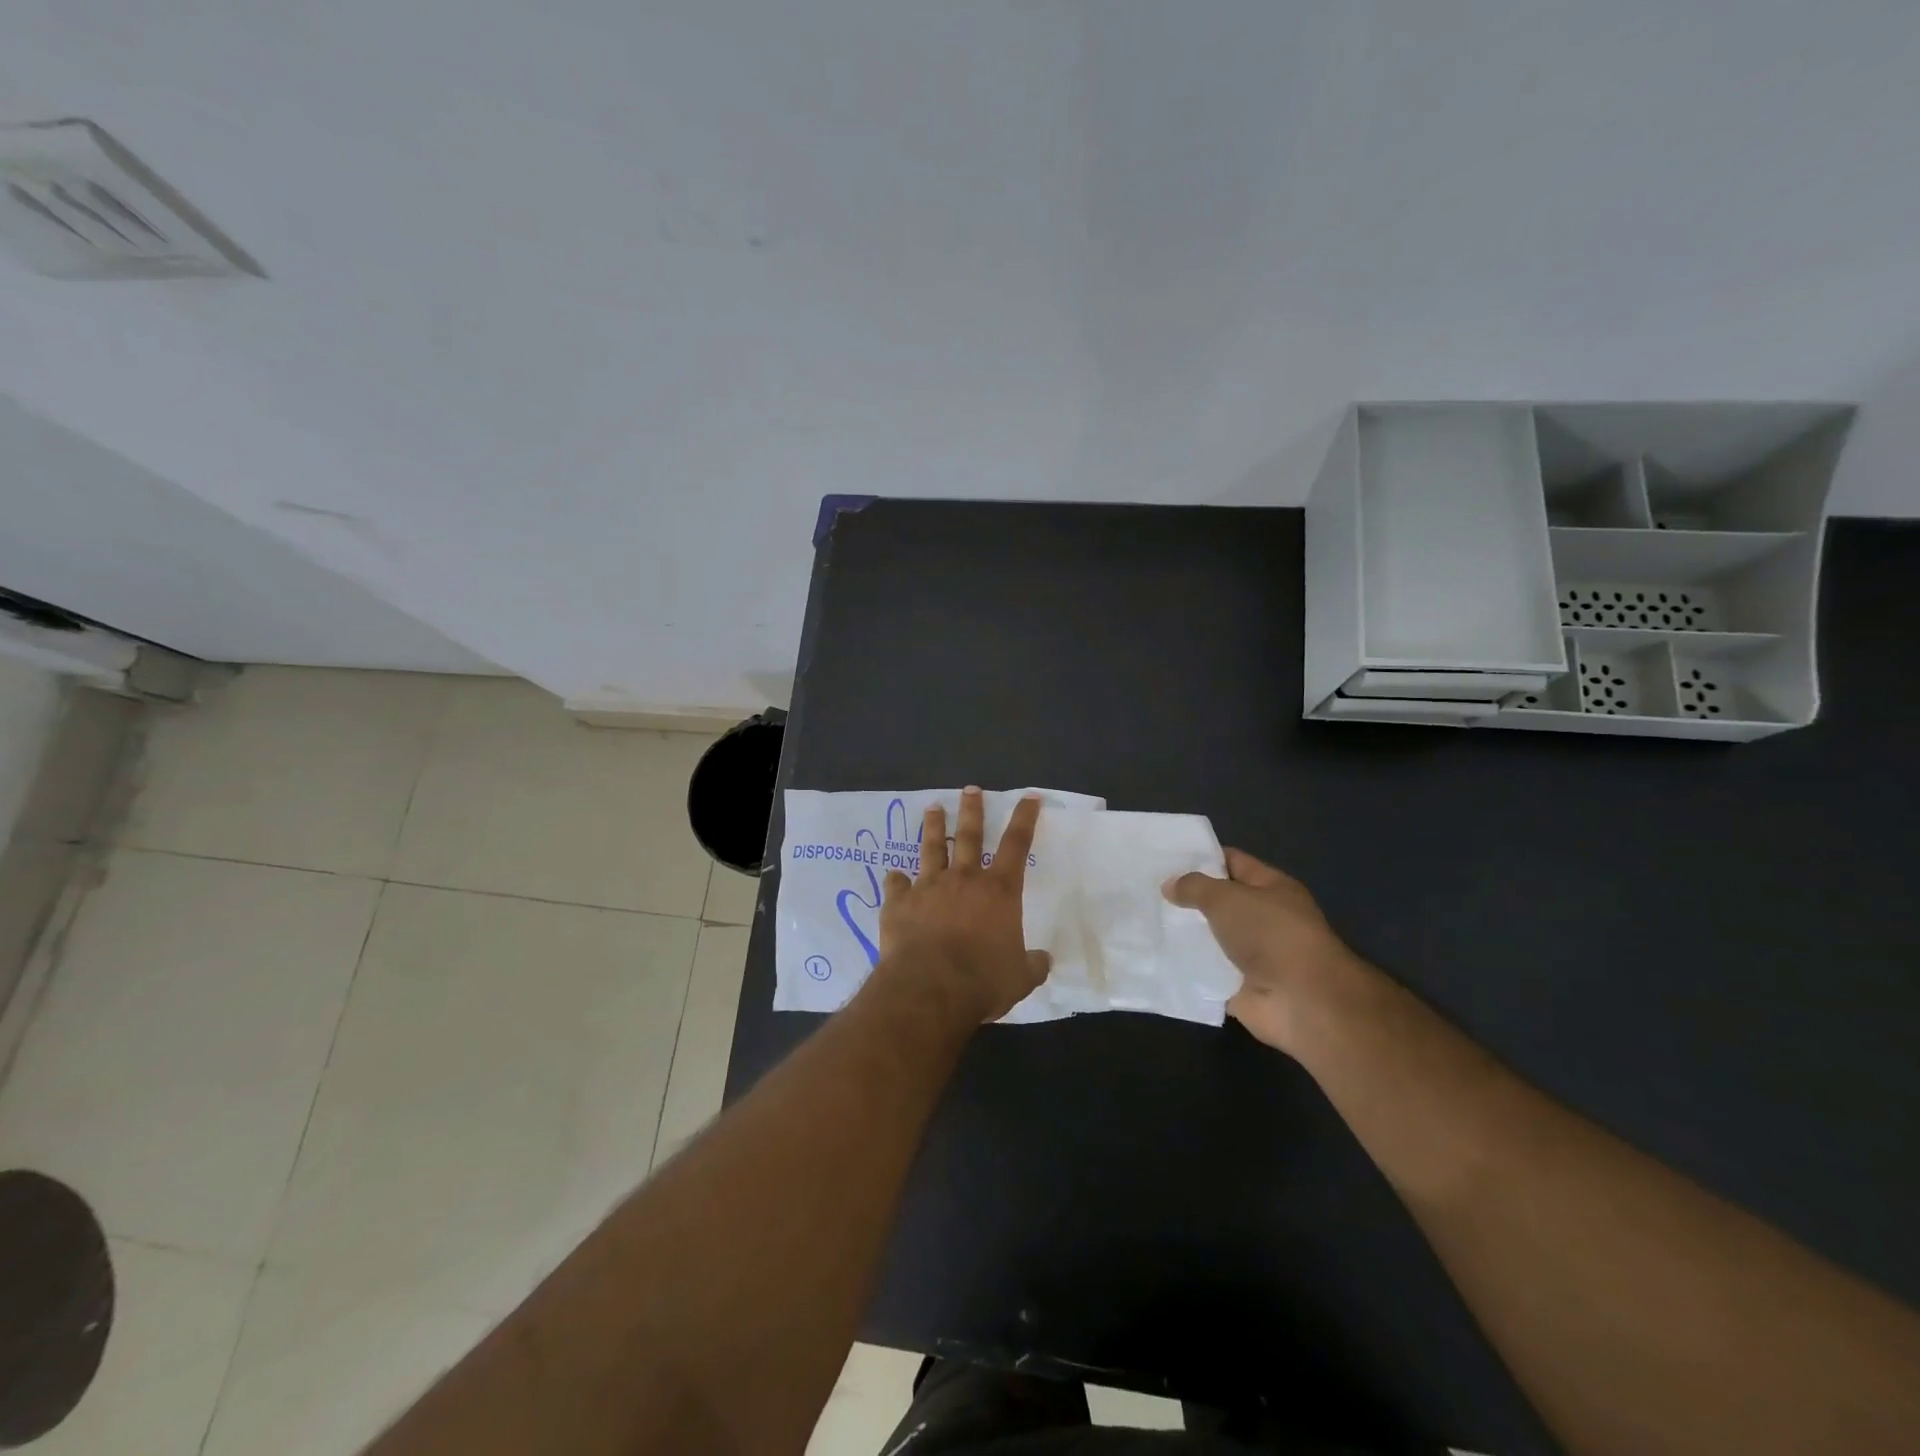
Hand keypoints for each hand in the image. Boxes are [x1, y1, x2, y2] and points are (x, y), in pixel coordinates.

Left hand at [875, 787, 1051, 1023]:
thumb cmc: (983, 980)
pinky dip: (896, 880)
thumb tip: (1043, 961)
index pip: (1017, 844)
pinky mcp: (900, 902)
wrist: (930, 987)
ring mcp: (929, 887)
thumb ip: (1032, 965)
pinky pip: (896, 884)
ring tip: (932, 808)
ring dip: (933, 827)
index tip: (1029, 797)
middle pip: (970, 835)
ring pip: (932, 849)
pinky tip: (893, 876)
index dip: (1025, 818)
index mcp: (999, 891)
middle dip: (972, 809)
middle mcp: (964, 879)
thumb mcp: (1020, 977)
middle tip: (970, 788)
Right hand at [1163, 849, 1360, 1052]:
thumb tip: (1169, 885)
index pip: (1232, 862)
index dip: (1201, 857)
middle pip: (1218, 902)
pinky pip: (1205, 972)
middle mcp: (1263, 919)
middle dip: (1186, 898)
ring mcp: (1252, 955)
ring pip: (1209, 938)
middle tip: (1146, 889)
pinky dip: (1185, 967)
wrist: (1302, 1001)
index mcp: (1271, 888)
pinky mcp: (1238, 986)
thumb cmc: (1270, 934)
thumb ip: (1195, 887)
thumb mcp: (1227, 897)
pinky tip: (1154, 956)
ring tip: (1142, 921)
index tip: (1164, 857)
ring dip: (1182, 934)